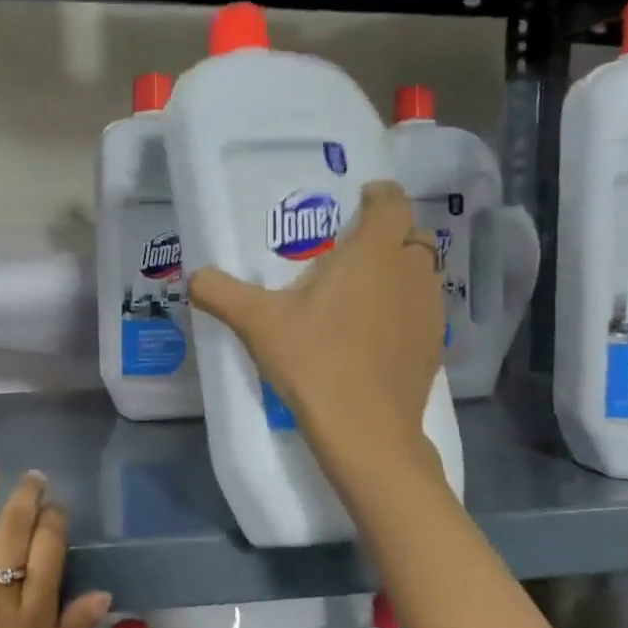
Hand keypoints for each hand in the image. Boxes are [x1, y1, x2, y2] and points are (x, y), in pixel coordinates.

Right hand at [188, 180, 445, 481]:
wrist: (365, 431)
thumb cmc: (314, 362)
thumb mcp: (257, 323)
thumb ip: (221, 292)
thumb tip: (193, 277)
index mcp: (373, 253)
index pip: (391, 201)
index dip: (377, 195)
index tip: (356, 203)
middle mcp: (409, 272)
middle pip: (409, 235)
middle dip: (386, 235)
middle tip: (348, 253)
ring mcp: (429, 310)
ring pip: (420, 273)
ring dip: (397, 272)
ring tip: (360, 292)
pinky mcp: (433, 345)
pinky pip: (422, 308)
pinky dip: (403, 308)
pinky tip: (373, 334)